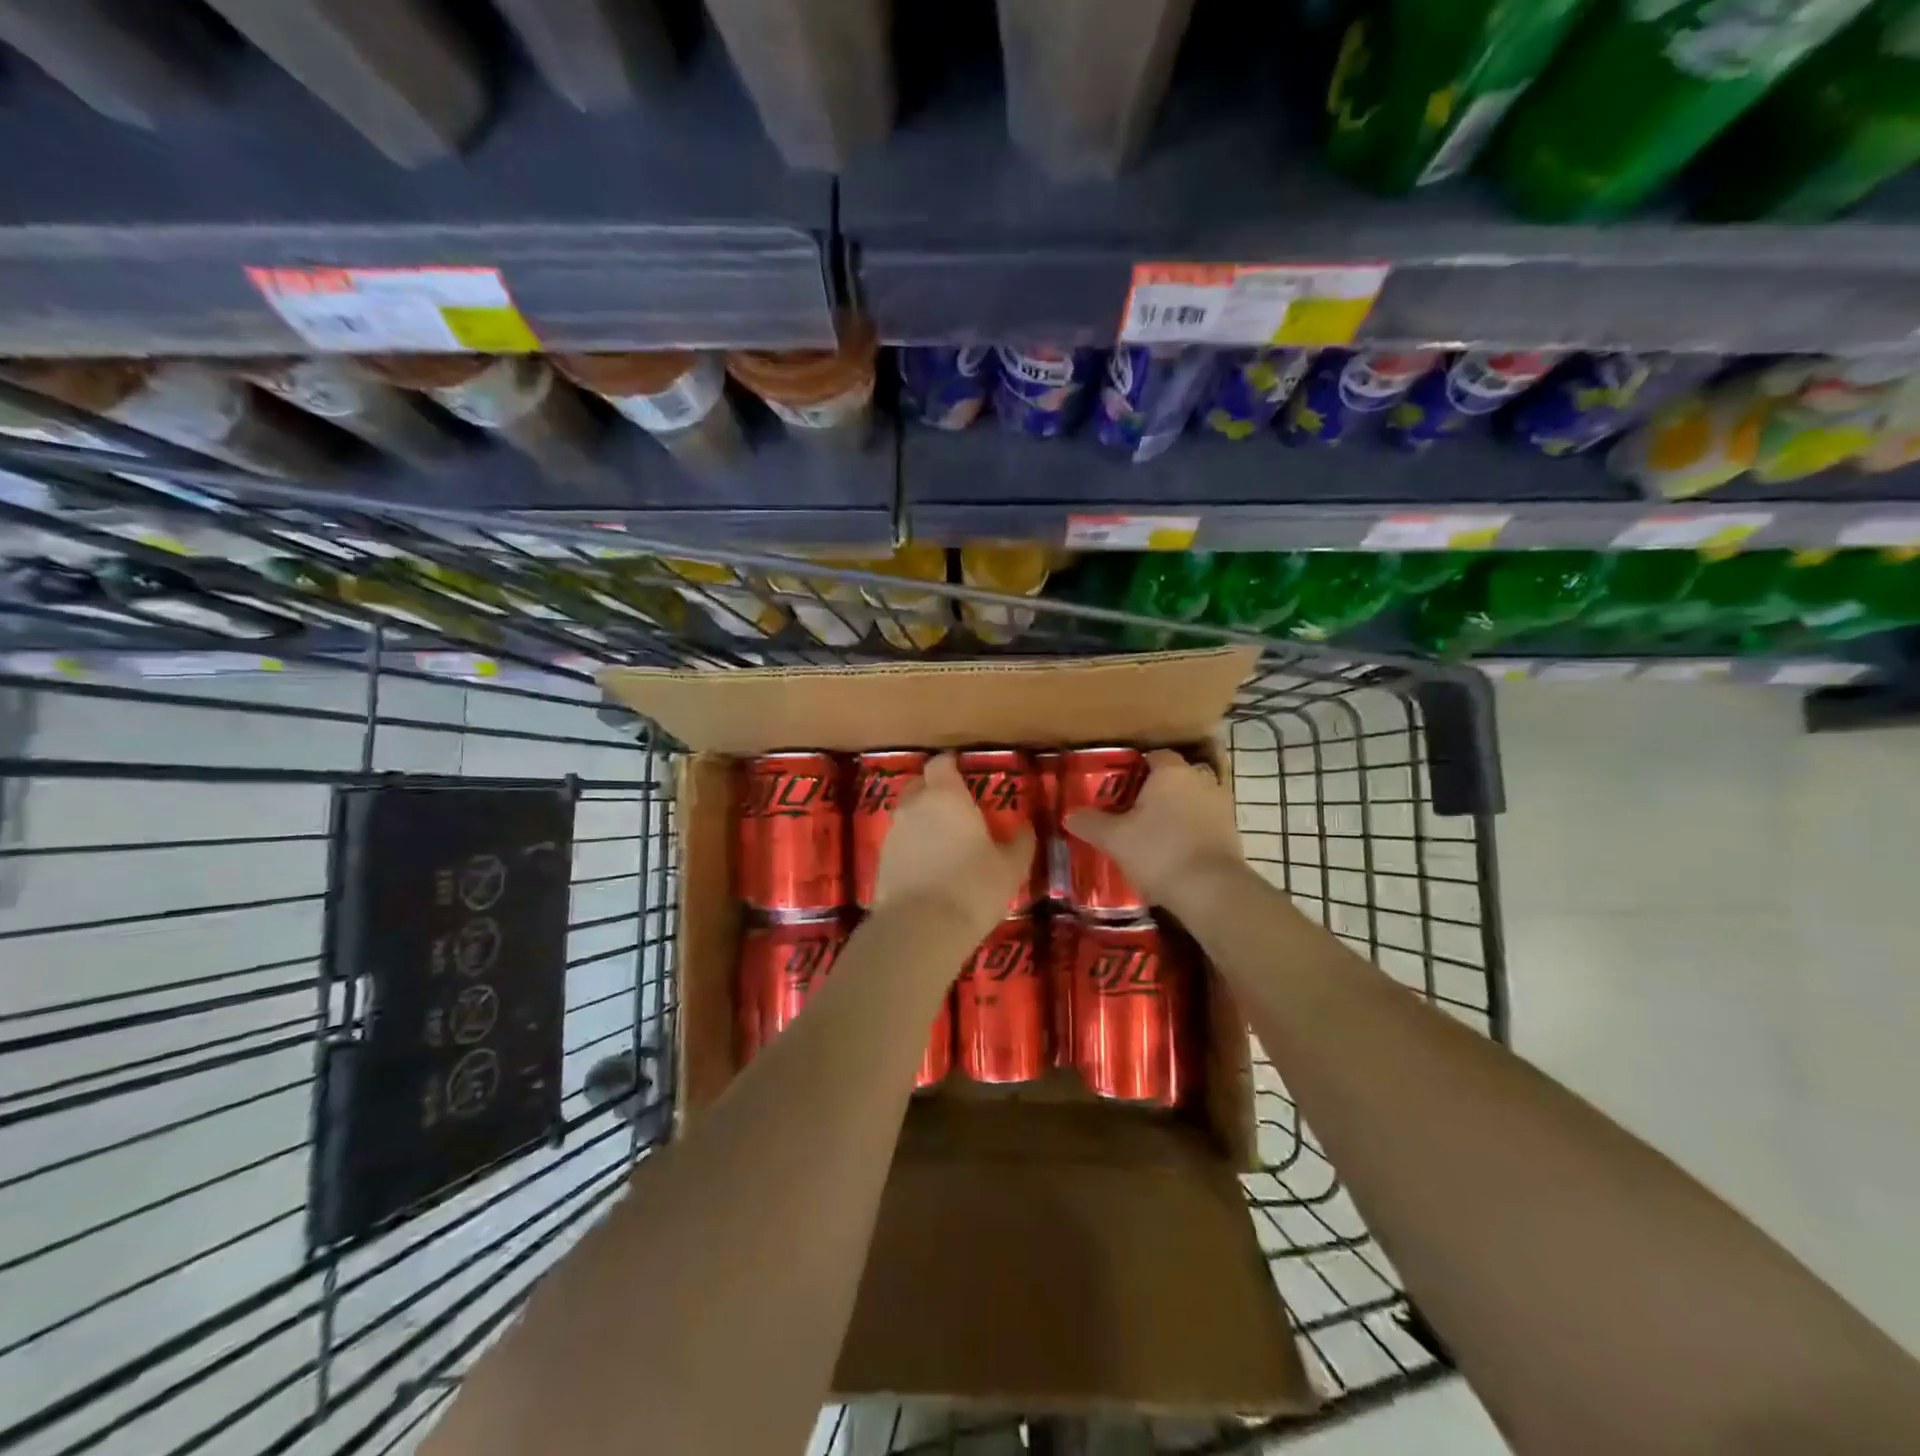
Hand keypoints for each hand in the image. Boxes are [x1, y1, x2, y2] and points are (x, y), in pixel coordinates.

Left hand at [871, 752, 1034, 936]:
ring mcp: (894, 833)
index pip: (941, 763)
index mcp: (946, 796)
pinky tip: (928, 866)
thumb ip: (1020, 843)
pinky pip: (900, 841)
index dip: (950, 765)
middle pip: (920, 785)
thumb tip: (1027, 827)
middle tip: (955, 807)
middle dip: (934, 789)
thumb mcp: (1010, 868)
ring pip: (908, 814)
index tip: (962, 771)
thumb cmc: (973, 888)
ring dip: (922, 820)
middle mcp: (915, 806)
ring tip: (944, 840)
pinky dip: (912, 846)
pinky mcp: (881, 860)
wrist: (919, 928)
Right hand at [1062, 748, 1244, 908]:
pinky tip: (1171, 854)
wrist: (1211, 891)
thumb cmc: (1159, 851)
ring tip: (1149, 836)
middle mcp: (1200, 780)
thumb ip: (1090, 823)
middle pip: (1173, 779)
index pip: (1153, 757)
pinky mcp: (1232, 833)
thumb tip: (1070, 815)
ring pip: (1190, 802)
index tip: (1117, 788)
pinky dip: (1189, 833)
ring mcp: (1221, 806)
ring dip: (1174, 814)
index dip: (1134, 770)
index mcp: (1171, 772)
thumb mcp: (1114, 838)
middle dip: (1154, 792)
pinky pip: (1203, 824)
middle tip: (1130, 812)